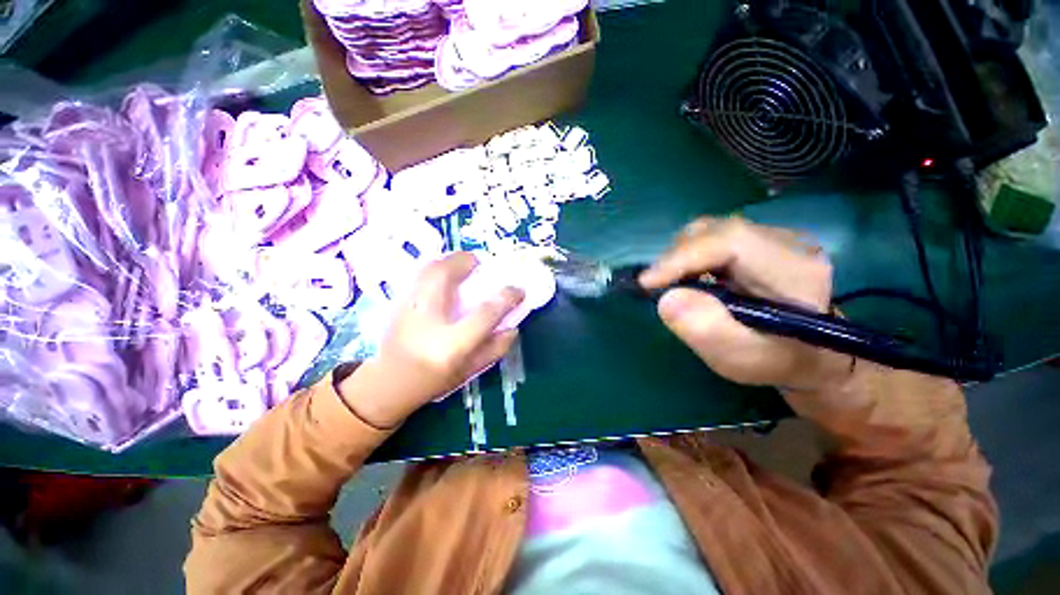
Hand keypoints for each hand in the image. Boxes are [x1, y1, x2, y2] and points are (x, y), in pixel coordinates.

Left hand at [339, 252, 523, 427]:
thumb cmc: (433, 381)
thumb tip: (513, 326)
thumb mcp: (470, 371)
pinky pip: (419, 274)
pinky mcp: (397, 302)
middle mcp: (428, 321)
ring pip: (428, 269)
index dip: (506, 297)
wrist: (388, 384)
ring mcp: (408, 309)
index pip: (485, 313)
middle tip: (480, 263)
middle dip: (466, 262)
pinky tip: (445, 275)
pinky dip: (436, 267)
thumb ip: (495, 349)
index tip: (518, 289)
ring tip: (464, 265)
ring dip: (450, 260)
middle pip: (445, 276)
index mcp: (451, 345)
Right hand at [640, 217, 852, 392]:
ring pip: (709, 231)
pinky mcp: (756, 240)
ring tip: (673, 284)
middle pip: (715, 231)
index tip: (647, 283)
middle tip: (657, 286)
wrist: (810, 351)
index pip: (731, 242)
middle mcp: (786, 242)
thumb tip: (666, 299)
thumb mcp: (743, 358)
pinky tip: (689, 278)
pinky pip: (711, 237)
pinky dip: (689, 256)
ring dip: (680, 256)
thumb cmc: (778, 360)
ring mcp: (771, 237)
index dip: (683, 257)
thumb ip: (708, 331)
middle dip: (676, 257)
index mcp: (794, 270)